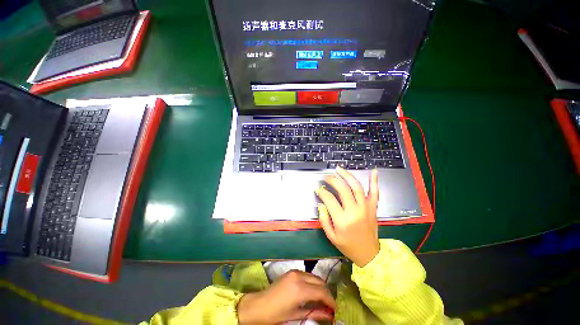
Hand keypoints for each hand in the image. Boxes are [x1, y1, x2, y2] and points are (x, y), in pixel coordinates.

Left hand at [237, 270, 334, 324]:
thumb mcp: (296, 315)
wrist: (259, 305)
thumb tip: (329, 315)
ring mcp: (295, 272)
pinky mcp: (292, 271)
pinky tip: (312, 291)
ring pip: (314, 277)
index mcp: (300, 289)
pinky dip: (312, 282)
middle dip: (326, 293)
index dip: (331, 301)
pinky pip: (307, 275)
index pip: (322, 292)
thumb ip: (314, 313)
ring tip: (322, 299)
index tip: (336, 309)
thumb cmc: (276, 314)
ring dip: (320, 286)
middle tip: (330, 305)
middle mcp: (299, 276)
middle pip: (320, 282)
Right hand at [316, 167, 379, 267]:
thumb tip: (321, 204)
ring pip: (356, 187)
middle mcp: (354, 211)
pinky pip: (375, 192)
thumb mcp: (331, 236)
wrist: (369, 254)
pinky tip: (373, 171)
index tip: (318, 190)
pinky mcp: (373, 207)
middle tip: (326, 177)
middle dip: (333, 180)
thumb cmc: (348, 245)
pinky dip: (374, 181)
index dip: (322, 192)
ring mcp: (366, 208)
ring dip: (347, 176)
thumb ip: (324, 219)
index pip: (329, 199)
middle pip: (343, 189)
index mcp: (342, 220)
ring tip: (339, 169)